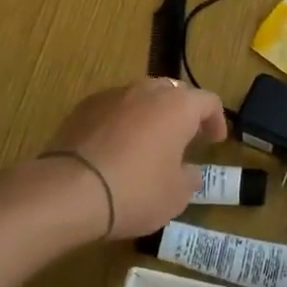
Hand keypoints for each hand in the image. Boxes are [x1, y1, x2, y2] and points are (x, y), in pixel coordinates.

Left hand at [40, 78, 226, 238]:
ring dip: (151, 115)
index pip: (208, 101)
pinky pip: (114, 108)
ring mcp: (113, 95)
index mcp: (178, 106)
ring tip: (148, 143)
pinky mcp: (84, 106)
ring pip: (142, 97)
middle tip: (185, 139)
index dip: (216, 120)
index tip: (215, 141)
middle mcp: (147, 90)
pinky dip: (122, 122)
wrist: (69, 190)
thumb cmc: (135, 191)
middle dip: (183, 113)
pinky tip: (116, 148)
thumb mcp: (175, 196)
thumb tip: (189, 171)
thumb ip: (189, 178)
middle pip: (174, 93)